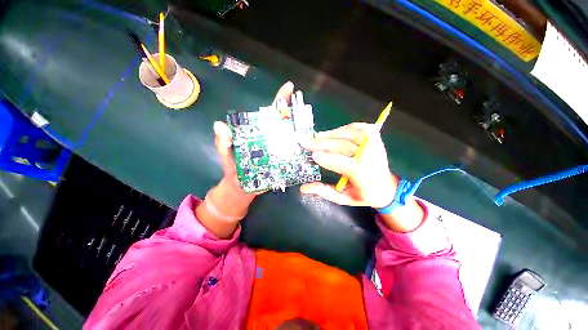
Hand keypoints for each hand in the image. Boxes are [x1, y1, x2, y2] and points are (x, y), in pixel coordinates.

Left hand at [196, 82, 295, 237]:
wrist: (242, 189)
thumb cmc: (233, 170)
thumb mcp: (226, 155)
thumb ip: (223, 143)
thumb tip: (219, 125)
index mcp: (259, 133)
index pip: (269, 114)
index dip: (279, 100)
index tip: (289, 88)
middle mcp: (272, 139)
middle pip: (285, 123)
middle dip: (295, 113)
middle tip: (305, 109)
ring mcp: (280, 151)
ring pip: (293, 138)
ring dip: (302, 133)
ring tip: (311, 128)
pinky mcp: (284, 163)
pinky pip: (294, 156)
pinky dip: (302, 151)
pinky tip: (310, 149)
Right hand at [300, 123, 397, 207]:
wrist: (387, 188)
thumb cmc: (363, 195)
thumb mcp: (343, 199)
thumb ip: (324, 191)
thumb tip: (303, 187)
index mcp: (365, 179)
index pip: (346, 166)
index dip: (329, 159)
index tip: (313, 155)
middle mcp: (372, 160)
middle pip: (346, 147)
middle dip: (324, 144)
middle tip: (307, 142)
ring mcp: (375, 147)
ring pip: (352, 135)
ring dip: (332, 134)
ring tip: (317, 136)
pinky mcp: (375, 140)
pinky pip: (360, 128)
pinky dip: (346, 128)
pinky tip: (334, 132)